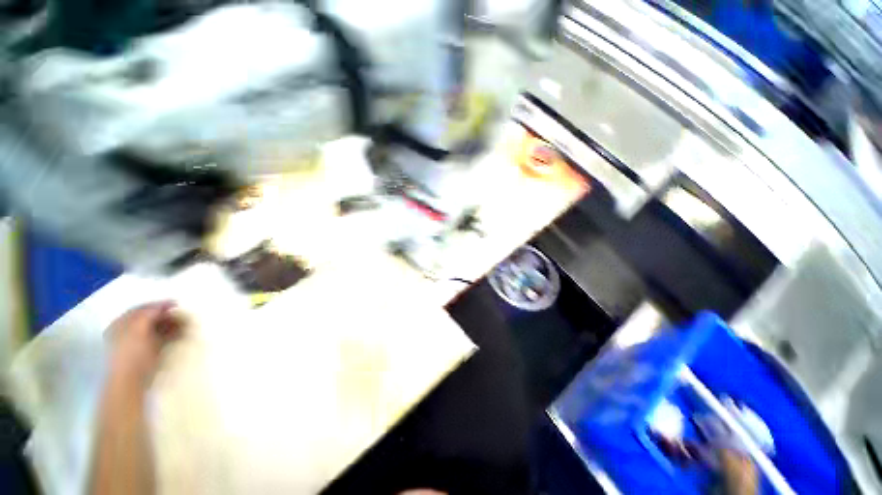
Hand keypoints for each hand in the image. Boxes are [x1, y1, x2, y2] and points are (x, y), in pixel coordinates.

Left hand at [106, 301, 181, 386]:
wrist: (130, 381)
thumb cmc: (131, 353)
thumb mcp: (137, 329)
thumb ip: (148, 314)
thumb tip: (162, 306)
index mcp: (120, 323)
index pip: (141, 309)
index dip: (158, 305)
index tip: (176, 304)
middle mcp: (127, 331)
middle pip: (150, 318)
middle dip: (167, 316)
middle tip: (183, 315)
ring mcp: (138, 343)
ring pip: (157, 329)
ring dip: (172, 325)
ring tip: (185, 325)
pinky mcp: (148, 353)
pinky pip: (161, 339)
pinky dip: (172, 335)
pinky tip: (181, 335)